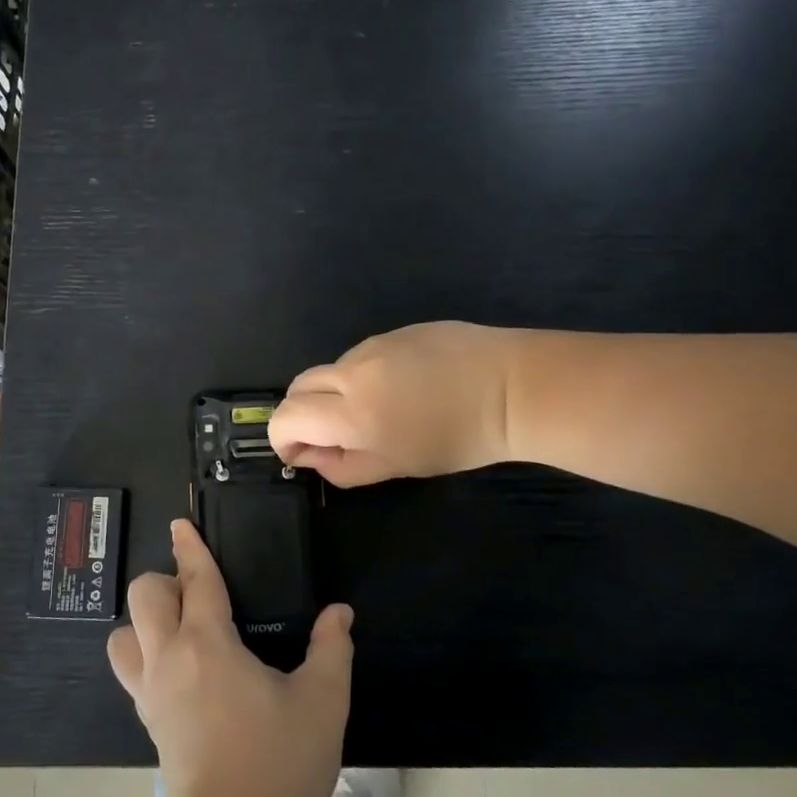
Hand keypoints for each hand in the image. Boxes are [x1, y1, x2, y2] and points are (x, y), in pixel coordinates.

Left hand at [108, 521, 353, 796]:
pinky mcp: (149, 725)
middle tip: (199, 596)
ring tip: (182, 632)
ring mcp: (151, 695)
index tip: (180, 524)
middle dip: (165, 582)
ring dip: (144, 623)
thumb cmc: (282, 766)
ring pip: (123, 637)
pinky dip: (145, 657)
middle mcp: (169, 659)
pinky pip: (132, 673)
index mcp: (207, 644)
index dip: (189, 547)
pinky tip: (183, 673)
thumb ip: (332, 648)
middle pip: (143, 597)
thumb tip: (339, 613)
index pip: (194, 580)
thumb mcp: (323, 702)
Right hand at [269, 321, 516, 485]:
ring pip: (331, 370)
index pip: (285, 417)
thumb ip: (344, 466)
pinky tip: (405, 386)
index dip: (282, 439)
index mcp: (350, 413)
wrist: (513, 388)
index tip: (300, 455)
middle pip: (298, 387)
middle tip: (332, 435)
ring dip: (335, 393)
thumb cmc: (458, 440)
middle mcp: (351, 372)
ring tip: (381, 410)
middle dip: (302, 413)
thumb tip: (311, 456)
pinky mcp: (395, 331)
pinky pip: (362, 355)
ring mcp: (373, 345)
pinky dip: (365, 375)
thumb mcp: (398, 466)